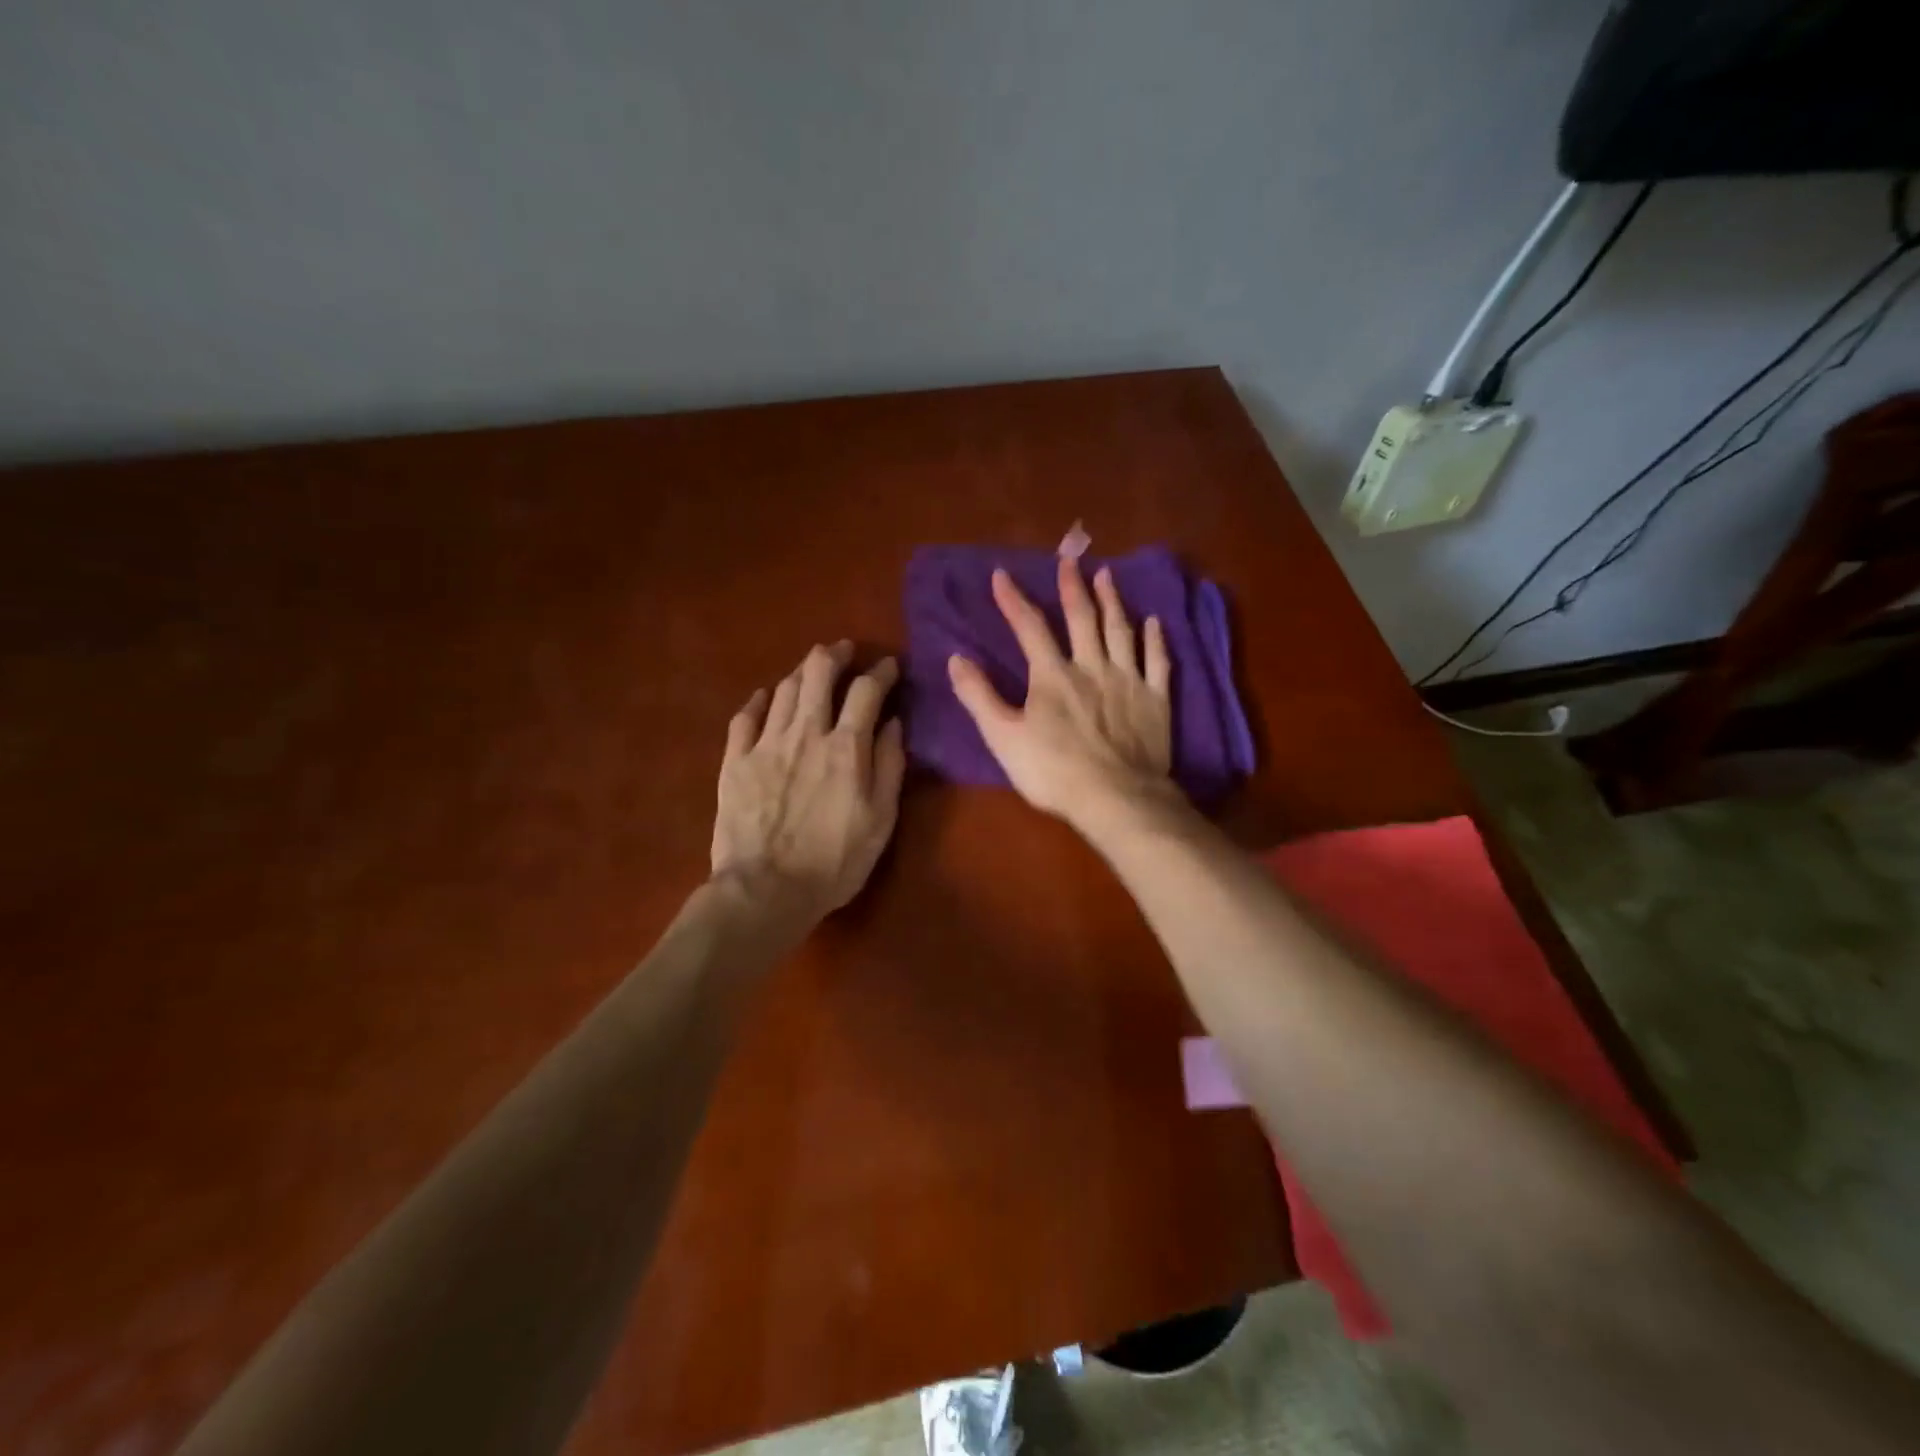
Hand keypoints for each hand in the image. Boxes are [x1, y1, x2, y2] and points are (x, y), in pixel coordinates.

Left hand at [712, 642, 905, 922]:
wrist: (765, 890)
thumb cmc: (834, 861)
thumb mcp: (881, 820)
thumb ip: (889, 766)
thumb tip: (893, 723)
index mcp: (846, 747)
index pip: (867, 691)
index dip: (881, 672)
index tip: (889, 666)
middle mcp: (805, 733)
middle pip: (818, 674)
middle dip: (834, 655)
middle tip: (844, 650)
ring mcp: (765, 744)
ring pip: (783, 690)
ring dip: (801, 671)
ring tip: (811, 668)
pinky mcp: (734, 762)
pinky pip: (744, 718)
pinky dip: (759, 701)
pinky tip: (765, 697)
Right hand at [947, 558, 1174, 827]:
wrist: (1116, 798)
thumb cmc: (1054, 772)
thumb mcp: (1003, 737)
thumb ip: (979, 696)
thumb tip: (956, 658)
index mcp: (1052, 676)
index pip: (1029, 627)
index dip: (1013, 600)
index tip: (1002, 575)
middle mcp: (1092, 667)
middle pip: (1082, 618)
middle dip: (1072, 587)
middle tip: (1070, 560)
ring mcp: (1128, 680)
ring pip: (1120, 630)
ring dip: (1113, 601)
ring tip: (1108, 576)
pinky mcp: (1156, 699)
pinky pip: (1157, 661)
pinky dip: (1155, 639)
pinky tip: (1154, 623)